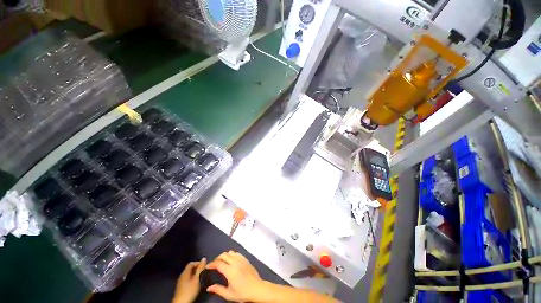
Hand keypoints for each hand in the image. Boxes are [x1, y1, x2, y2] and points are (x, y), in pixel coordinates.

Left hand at [172, 258, 206, 302]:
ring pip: (189, 274)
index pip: (191, 263)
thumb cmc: (189, 290)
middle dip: (197, 268)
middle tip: (203, 271)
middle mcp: (182, 276)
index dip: (198, 263)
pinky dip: (192, 279)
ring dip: (195, 274)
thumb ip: (200, 269)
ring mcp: (180, 282)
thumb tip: (204, 259)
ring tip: (201, 277)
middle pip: (190, 269)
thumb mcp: (196, 279)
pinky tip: (196, 283)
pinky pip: (187, 279)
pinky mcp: (181, 287)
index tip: (204, 265)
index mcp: (185, 272)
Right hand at [206, 251, 267, 301]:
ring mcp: (241, 259)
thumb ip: (218, 290)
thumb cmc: (242, 293)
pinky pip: (237, 253)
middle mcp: (235, 262)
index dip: (212, 264)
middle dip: (217, 258)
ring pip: (230, 252)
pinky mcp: (245, 259)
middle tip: (214, 264)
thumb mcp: (229, 294)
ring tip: (222, 262)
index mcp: (230, 271)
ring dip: (225, 256)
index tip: (207, 267)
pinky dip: (232, 255)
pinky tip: (231, 261)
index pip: (218, 263)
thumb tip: (209, 288)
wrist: (257, 288)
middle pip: (224, 255)